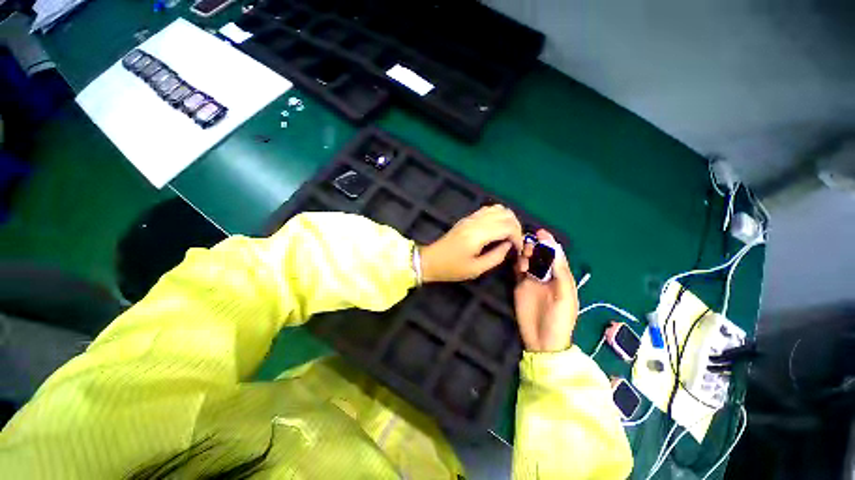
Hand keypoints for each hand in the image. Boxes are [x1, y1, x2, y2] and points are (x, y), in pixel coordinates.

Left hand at [419, 205, 523, 281]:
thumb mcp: (476, 269)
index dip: (518, 237)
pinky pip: (488, 209)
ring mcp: (470, 218)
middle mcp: (475, 222)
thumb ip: (496, 257)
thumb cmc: (452, 268)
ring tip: (509, 235)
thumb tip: (508, 246)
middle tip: (516, 242)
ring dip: (508, 219)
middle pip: (506, 214)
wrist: (431, 260)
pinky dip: (499, 215)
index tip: (518, 249)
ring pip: (498, 208)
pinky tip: (498, 228)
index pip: (507, 226)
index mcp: (478, 235)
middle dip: (516, 227)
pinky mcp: (467, 218)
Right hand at [513, 229, 578, 351]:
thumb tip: (554, 248)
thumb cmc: (559, 320)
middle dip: (535, 248)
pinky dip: (515, 263)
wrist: (542, 342)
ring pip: (528, 261)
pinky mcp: (519, 287)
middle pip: (540, 256)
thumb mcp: (565, 296)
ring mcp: (531, 281)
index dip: (549, 244)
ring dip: (525, 255)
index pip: (555, 256)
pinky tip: (513, 260)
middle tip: (528, 247)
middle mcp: (546, 277)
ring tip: (522, 257)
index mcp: (561, 278)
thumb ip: (560, 273)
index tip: (541, 232)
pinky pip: (517, 271)